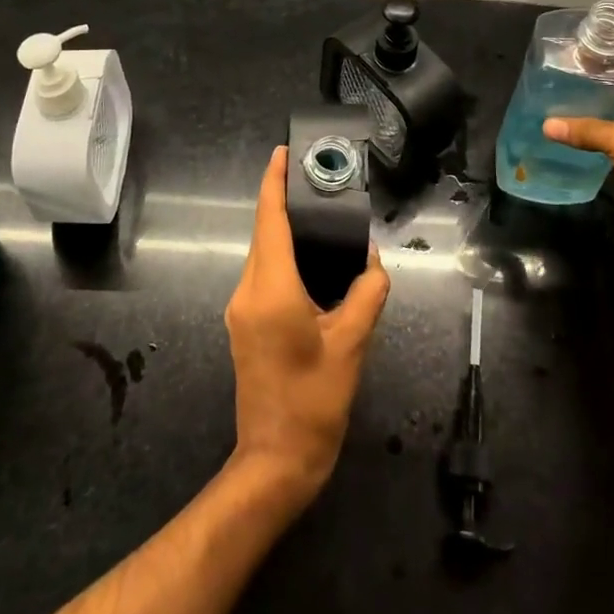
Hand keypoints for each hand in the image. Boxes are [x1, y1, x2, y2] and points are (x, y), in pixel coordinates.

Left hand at [224, 147, 390, 506]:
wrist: (276, 460)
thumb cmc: (315, 402)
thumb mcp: (352, 343)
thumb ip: (367, 292)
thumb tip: (373, 260)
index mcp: (271, 290)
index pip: (269, 221)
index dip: (274, 183)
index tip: (282, 153)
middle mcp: (247, 292)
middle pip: (264, 234)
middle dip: (284, 203)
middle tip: (317, 181)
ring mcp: (241, 310)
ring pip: (263, 255)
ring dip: (285, 231)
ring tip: (319, 215)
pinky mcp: (244, 325)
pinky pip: (263, 275)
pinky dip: (284, 257)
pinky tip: (311, 260)